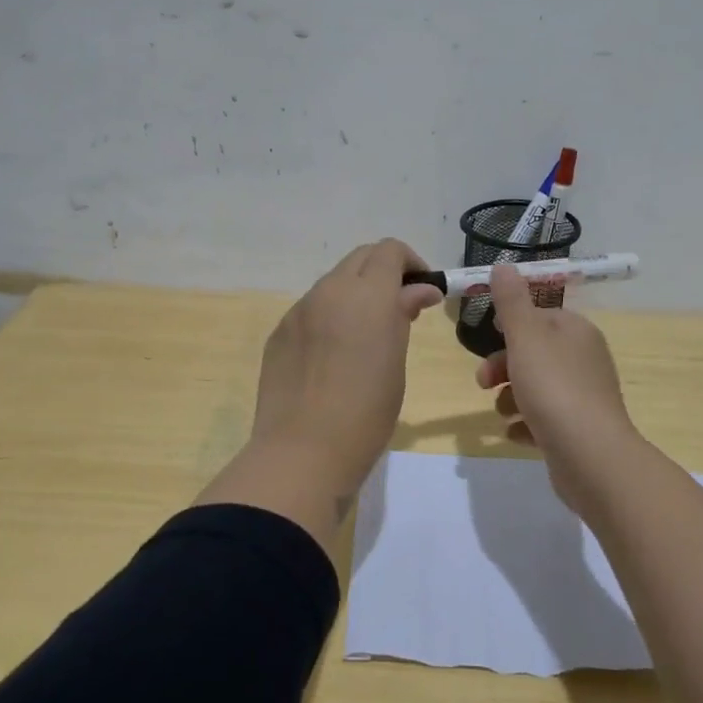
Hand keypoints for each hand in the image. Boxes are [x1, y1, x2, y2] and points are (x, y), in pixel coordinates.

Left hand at [251, 239, 444, 495]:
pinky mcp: (279, 333)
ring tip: (366, 335)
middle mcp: (329, 291)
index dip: (410, 263)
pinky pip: (311, 310)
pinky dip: (330, 316)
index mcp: (366, 294)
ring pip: (333, 283)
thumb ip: (403, 315)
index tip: (423, 291)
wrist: (304, 452)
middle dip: (383, 272)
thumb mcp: (396, 360)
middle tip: (400, 307)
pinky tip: (333, 356)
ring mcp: (299, 311)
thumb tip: (419, 290)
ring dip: (355, 294)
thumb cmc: (367, 411)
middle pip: (360, 258)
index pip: (389, 250)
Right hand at [476, 262, 636, 509]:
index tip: (488, 339)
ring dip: (511, 398)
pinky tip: (514, 434)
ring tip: (503, 413)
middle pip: (534, 354)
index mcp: (576, 332)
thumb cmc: (554, 388)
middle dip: (503, 367)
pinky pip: (545, 421)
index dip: (511, 327)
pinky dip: (526, 425)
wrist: (590, 457)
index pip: (540, 317)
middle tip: (483, 383)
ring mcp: (584, 398)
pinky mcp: (578, 431)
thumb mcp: (525, 337)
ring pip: (537, 388)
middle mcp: (584, 360)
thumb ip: (511, 301)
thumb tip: (503, 265)